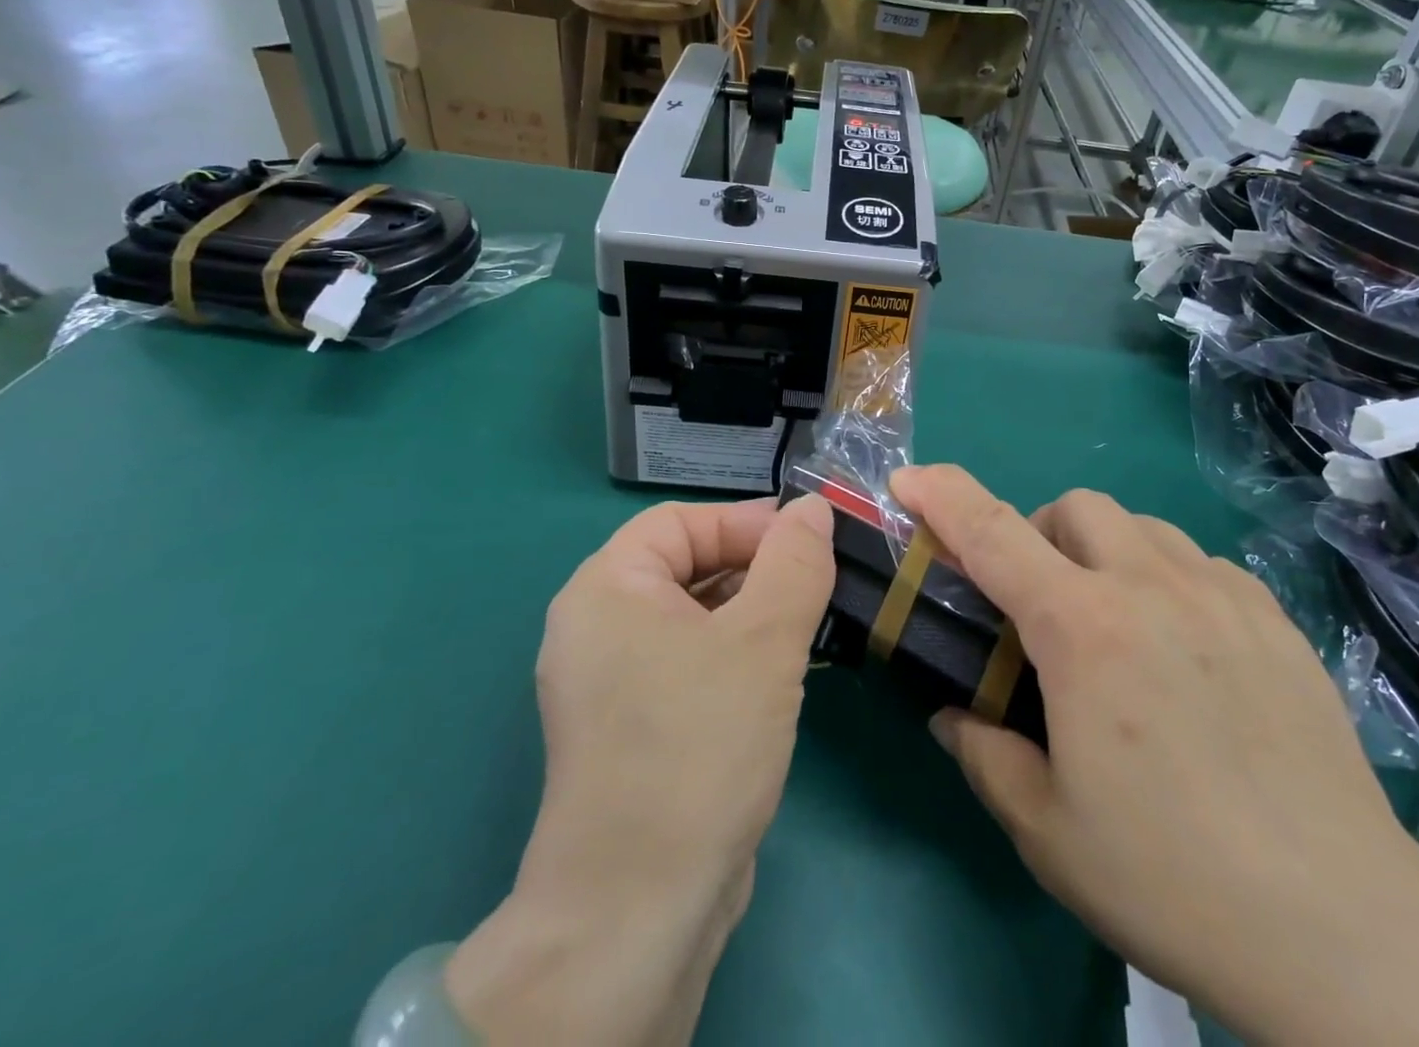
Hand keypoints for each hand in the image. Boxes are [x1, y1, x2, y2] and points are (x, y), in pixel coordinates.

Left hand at [446, 495, 835, 1046]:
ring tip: (812, 624)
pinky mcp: (633, 728)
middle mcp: (598, 627)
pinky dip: (735, 655)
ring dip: (753, 613)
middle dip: (756, 568)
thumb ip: (794, 562)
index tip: (810, 541)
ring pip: (694, 617)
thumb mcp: (763, 640)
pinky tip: (783, 675)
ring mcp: (611, 683)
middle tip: (820, 583)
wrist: (641, 910)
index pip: (682, 522)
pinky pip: (690, 662)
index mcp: (607, 589)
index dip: (746, 523)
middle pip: (687, 566)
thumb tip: (812, 508)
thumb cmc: (699, 745)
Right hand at [891, 466, 1418, 1046]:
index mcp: (1083, 629)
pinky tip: (1182, 645)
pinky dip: (1166, 577)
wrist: (1342, 931)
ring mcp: (1221, 595)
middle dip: (1038, 536)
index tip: (908, 479)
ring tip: (1111, 622)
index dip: (941, 495)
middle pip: (1074, 507)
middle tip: (1036, 604)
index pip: (992, 532)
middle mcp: (1150, 586)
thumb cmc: (1172, 877)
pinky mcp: (1274, 618)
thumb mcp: (1046, 829)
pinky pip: (1200, 562)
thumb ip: (984, 754)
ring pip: (1139, 525)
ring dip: (1102, 551)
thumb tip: (956, 715)